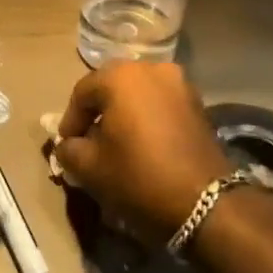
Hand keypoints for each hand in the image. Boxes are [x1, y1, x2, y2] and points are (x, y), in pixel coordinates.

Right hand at [53, 63, 230, 246]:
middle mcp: (151, 69)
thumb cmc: (139, 177)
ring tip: (116, 142)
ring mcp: (179, 83)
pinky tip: (143, 143)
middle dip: (97, 112)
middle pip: (112, 87)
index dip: (70, 120)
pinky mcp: (197, 103)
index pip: (82, 92)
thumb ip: (69, 149)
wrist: (205, 203)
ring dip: (123, 113)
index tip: (67, 145)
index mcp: (121, 77)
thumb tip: (68, 144)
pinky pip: (160, 103)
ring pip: (138, 93)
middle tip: (87, 141)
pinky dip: (147, 117)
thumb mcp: (90, 167)